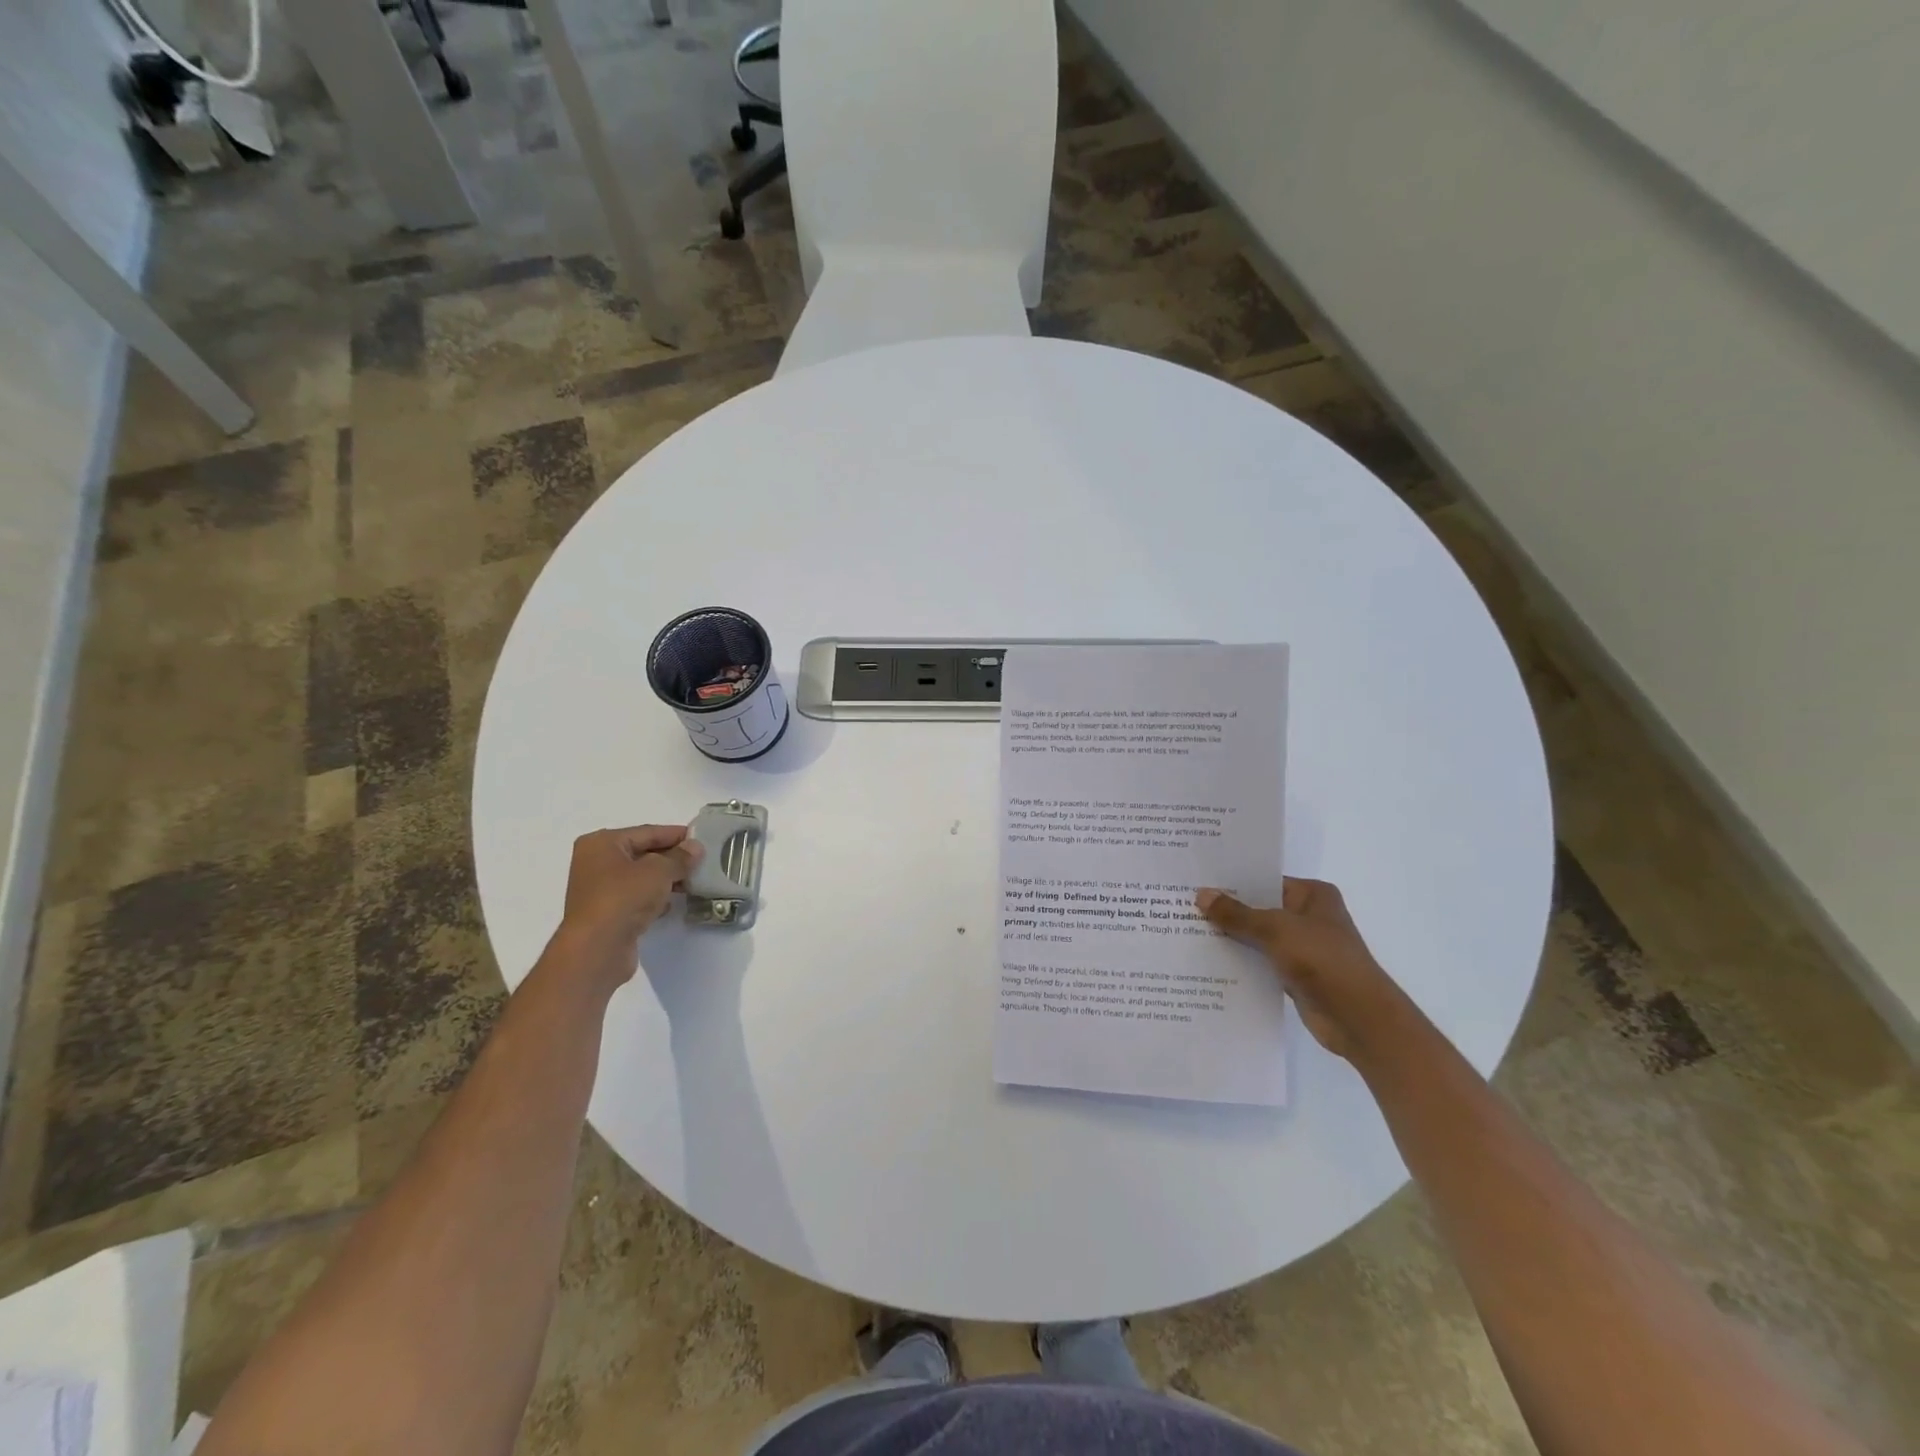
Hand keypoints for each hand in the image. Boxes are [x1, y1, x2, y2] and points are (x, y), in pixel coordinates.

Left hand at [561, 824, 703, 958]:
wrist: (597, 949)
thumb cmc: (624, 898)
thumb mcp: (659, 871)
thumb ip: (680, 857)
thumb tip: (696, 848)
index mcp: (602, 843)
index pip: (647, 832)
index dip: (676, 835)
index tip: (703, 838)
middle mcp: (596, 862)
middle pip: (643, 853)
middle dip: (673, 858)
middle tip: (702, 861)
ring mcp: (600, 889)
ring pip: (641, 877)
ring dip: (666, 879)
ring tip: (693, 882)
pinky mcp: (607, 913)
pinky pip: (636, 897)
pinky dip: (654, 898)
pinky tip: (672, 903)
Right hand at [1195, 878, 1403, 1060]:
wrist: (1358, 1018)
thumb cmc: (1322, 960)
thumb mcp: (1275, 929)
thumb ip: (1236, 914)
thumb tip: (1201, 895)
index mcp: (1312, 895)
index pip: (1264, 880)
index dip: (1232, 881)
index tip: (1196, 881)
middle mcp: (1308, 917)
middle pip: (1259, 908)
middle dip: (1226, 910)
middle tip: (1183, 904)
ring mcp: (1303, 947)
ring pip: (1258, 936)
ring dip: (1231, 937)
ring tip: (1187, 930)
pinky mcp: (1295, 974)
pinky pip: (1260, 961)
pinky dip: (1240, 961)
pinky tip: (1208, 960)